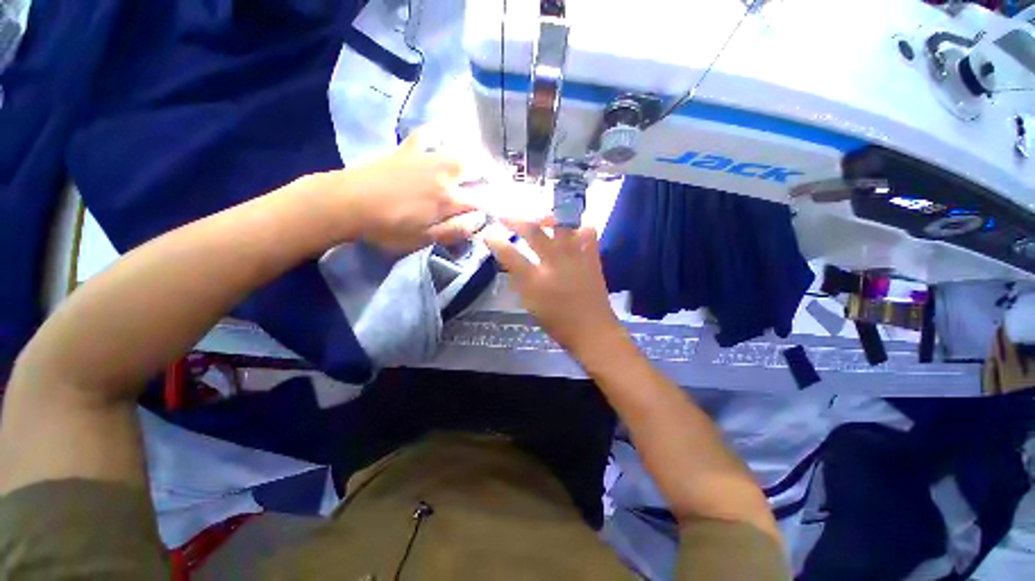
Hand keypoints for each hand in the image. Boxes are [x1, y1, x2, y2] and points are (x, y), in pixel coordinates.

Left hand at [336, 131, 480, 252]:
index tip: (499, 208)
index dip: (494, 204)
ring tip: (477, 168)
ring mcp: (427, 157)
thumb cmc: (389, 227)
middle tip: (492, 186)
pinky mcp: (409, 149)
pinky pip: (430, 134)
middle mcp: (444, 174)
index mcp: (449, 199)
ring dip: (474, 158)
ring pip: (460, 151)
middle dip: (490, 177)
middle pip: (477, 169)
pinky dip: (440, 135)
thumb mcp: (425, 239)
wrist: (348, 203)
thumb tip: (481, 220)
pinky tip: (444, 141)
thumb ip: (456, 230)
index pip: (482, 199)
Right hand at [485, 221, 621, 354]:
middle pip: (533, 231)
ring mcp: (575, 257)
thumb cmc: (558, 323)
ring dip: (547, 216)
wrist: (593, 331)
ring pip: (561, 223)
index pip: (509, 254)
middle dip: (515, 219)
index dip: (495, 241)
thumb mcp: (530, 304)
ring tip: (540, 218)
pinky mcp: (592, 257)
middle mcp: (554, 263)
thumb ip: (520, 280)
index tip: (488, 234)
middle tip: (505, 217)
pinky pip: (587, 231)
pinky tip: (571, 229)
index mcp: (536, 281)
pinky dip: (579, 226)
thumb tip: (512, 261)